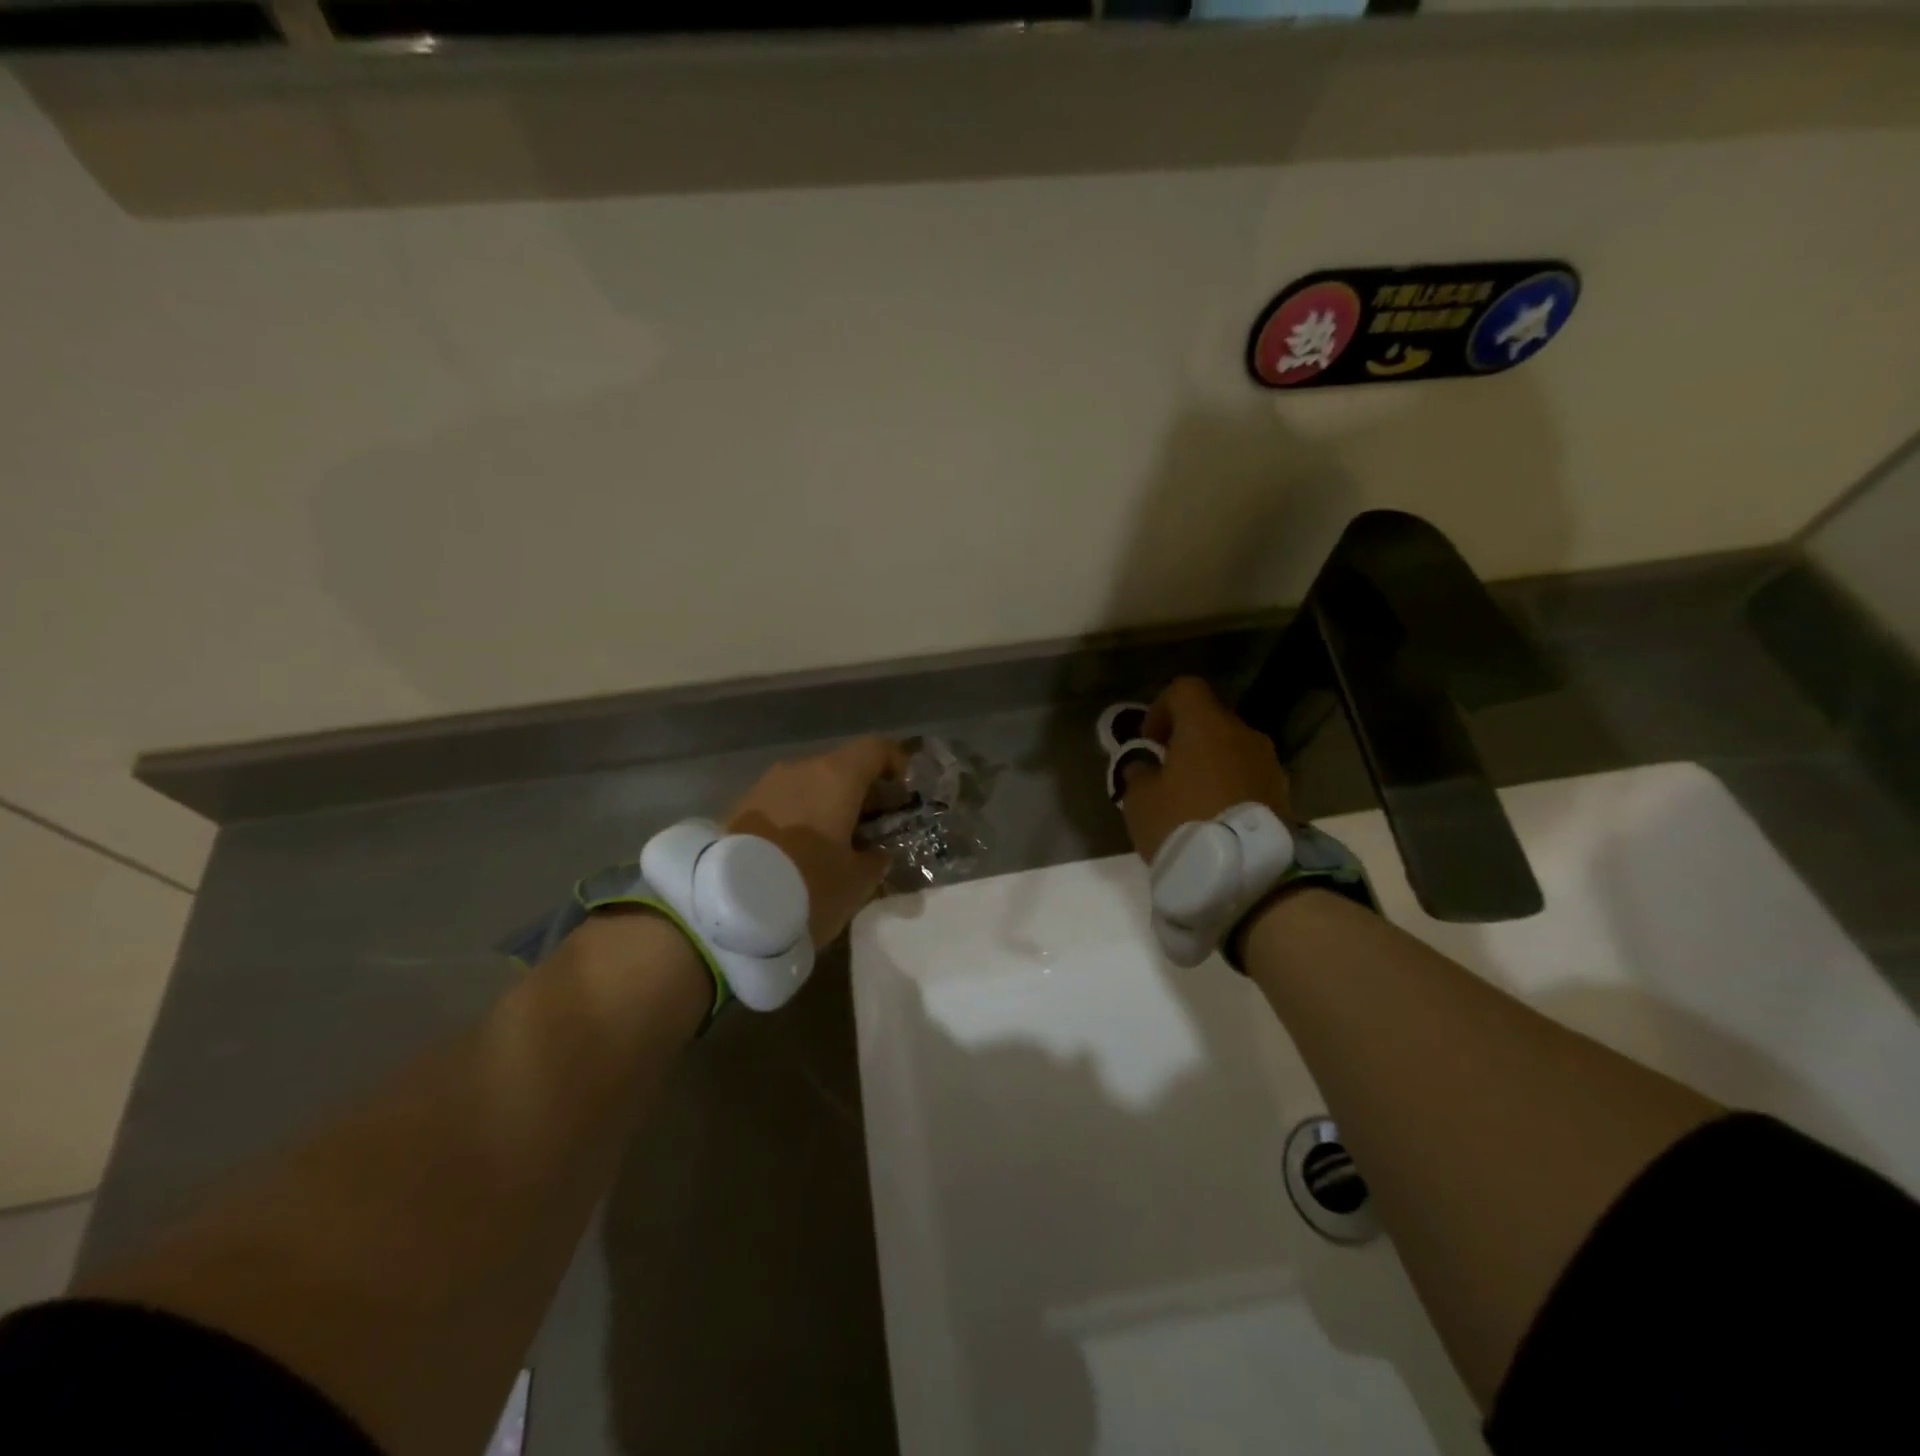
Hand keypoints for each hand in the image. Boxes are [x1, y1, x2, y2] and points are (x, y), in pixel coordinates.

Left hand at [728, 737, 908, 948]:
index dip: (897, 764)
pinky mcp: (738, 808)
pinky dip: (800, 817)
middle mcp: (800, 770)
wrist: (724, 910)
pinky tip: (802, 851)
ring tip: (838, 843)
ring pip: (809, 785)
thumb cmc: (808, 886)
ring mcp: (765, 786)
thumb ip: (875, 860)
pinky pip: (783, 803)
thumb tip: (875, 851)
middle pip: (841, 767)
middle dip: (863, 792)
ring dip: (829, 806)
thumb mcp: (857, 882)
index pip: (876, 749)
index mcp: (836, 776)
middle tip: (877, 826)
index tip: (907, 792)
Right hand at [1120, 677, 1294, 862]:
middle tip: (1165, 774)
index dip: (1161, 709)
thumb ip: (1139, 772)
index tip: (1149, 742)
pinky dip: (1229, 788)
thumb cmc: (1182, 823)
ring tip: (1190, 801)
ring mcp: (1269, 763)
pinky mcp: (1283, 793)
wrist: (1246, 873)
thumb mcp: (1139, 799)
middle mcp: (1243, 734)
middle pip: (1210, 720)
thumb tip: (1145, 766)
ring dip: (1210, 766)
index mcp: (1206, 725)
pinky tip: (1213, 818)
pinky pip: (1247, 777)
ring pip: (1230, 750)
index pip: (1185, 689)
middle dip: (1185, 741)